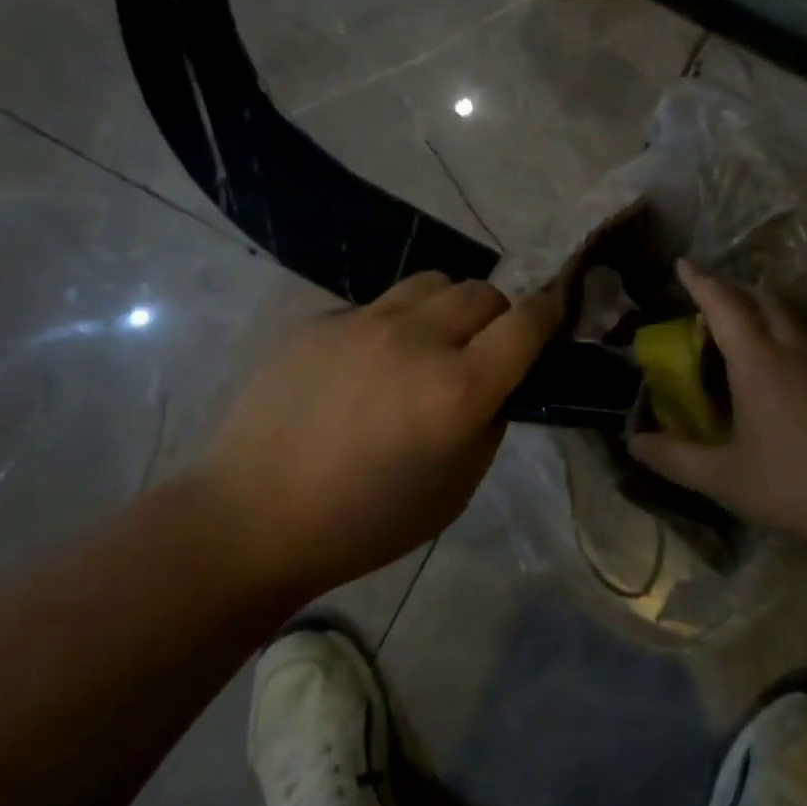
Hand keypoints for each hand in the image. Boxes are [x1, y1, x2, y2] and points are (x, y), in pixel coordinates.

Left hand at [199, 272, 562, 596]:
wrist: (253, 517)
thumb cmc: (365, 522)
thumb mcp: (455, 489)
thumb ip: (489, 423)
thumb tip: (497, 384)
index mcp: (458, 389)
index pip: (526, 322)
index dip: (549, 315)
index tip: (553, 320)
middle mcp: (416, 340)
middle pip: (482, 291)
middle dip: (498, 314)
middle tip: (484, 348)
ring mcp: (363, 322)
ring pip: (432, 283)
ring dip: (448, 307)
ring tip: (431, 342)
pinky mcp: (321, 321)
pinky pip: (378, 305)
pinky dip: (394, 325)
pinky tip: (368, 365)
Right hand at [631, 261, 806, 552]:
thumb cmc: (792, 486)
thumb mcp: (723, 478)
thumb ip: (674, 458)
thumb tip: (633, 442)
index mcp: (759, 362)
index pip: (724, 306)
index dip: (701, 282)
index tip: (683, 263)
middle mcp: (793, 351)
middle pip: (764, 301)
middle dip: (734, 290)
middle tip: (709, 298)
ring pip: (790, 318)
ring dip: (763, 309)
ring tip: (741, 324)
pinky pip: (806, 340)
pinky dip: (784, 332)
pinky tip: (780, 363)